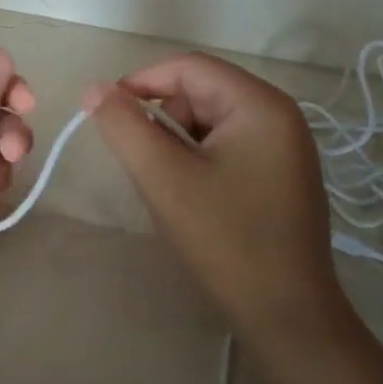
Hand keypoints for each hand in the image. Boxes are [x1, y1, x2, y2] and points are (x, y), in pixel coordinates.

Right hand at [84, 53, 349, 346]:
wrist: (287, 316)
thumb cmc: (225, 240)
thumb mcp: (164, 178)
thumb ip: (125, 126)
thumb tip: (95, 89)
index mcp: (260, 105)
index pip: (188, 67)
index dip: (140, 82)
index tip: (105, 114)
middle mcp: (279, 115)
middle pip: (201, 91)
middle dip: (162, 117)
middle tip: (141, 162)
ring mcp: (284, 146)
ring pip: (210, 120)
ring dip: (176, 141)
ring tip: (165, 184)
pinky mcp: (280, 174)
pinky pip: (226, 145)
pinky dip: (197, 159)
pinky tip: (190, 196)